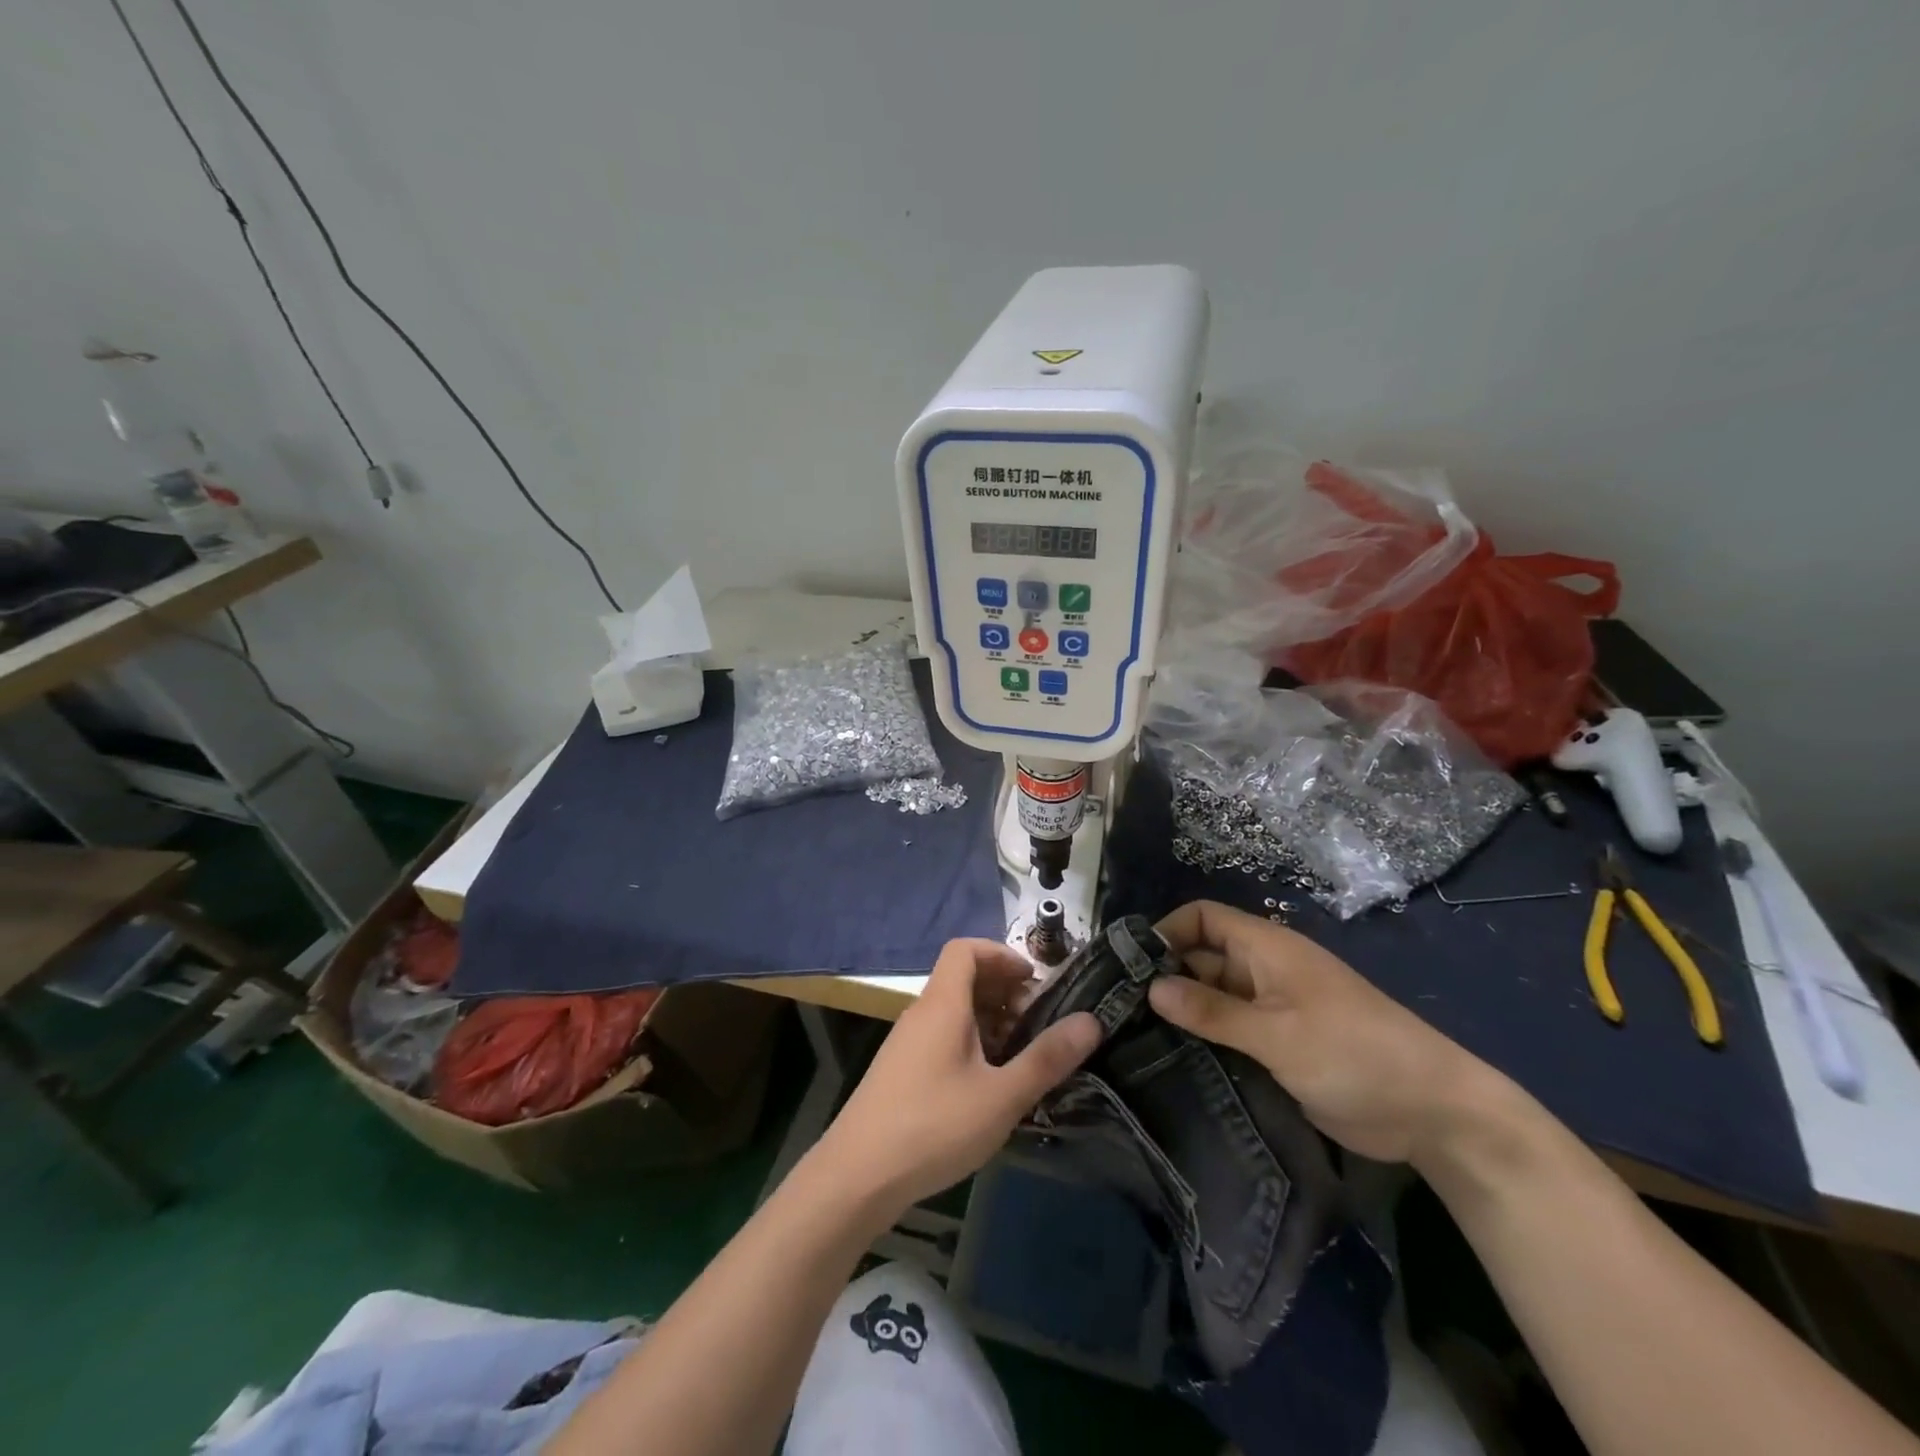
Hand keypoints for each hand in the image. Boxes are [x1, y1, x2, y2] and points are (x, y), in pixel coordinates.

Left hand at [814, 938, 1099, 1216]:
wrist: (856, 1177)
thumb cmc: (933, 1126)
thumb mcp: (1001, 1096)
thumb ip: (1046, 1058)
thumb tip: (1091, 1021)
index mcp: (942, 1004)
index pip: (965, 949)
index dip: (1001, 954)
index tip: (1034, 980)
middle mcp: (921, 1013)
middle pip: (962, 978)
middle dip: (1003, 991)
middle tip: (1038, 1021)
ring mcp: (907, 1043)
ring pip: (953, 1012)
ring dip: (989, 1021)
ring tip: (1020, 1055)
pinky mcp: (901, 1072)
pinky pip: (942, 1037)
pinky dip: (970, 1043)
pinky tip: (988, 1084)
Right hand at [1148, 901, 1499, 1166]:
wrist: (1432, 1111)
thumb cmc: (1354, 1053)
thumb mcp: (1278, 1032)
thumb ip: (1213, 1011)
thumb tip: (1151, 987)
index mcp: (1267, 948)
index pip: (1204, 918)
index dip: (1167, 930)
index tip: (1128, 961)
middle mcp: (1264, 971)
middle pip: (1202, 958)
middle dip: (1164, 974)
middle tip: (1117, 1006)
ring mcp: (1272, 1009)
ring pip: (1213, 997)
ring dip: (1182, 1010)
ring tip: (1132, 1034)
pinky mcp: (1278, 1045)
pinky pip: (1230, 1030)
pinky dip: (1203, 1037)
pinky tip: (1170, 1059)